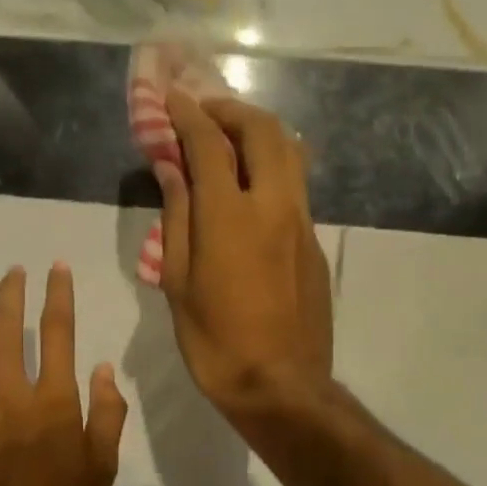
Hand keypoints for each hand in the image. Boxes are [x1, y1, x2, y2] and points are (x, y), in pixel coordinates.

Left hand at [0, 264, 127, 485]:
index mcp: (55, 403)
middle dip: (14, 293)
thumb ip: (107, 416)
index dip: (58, 296)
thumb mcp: (102, 472)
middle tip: (15, 270)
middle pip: (11, 329)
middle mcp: (13, 394)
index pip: (59, 334)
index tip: (56, 269)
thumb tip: (102, 369)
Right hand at [154, 91, 333, 427]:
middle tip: (204, 112)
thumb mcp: (178, 283)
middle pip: (263, 131)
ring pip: (290, 152)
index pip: (209, 144)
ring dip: (258, 132)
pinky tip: (250, 185)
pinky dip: (272, 165)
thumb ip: (177, 217)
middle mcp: (274, 205)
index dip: (187, 115)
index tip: (171, 99)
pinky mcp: (315, 242)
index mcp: (231, 216)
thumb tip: (173, 169)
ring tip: (229, 139)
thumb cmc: (216, 342)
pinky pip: (296, 184)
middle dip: (231, 110)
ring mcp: (302, 222)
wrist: (282, 386)